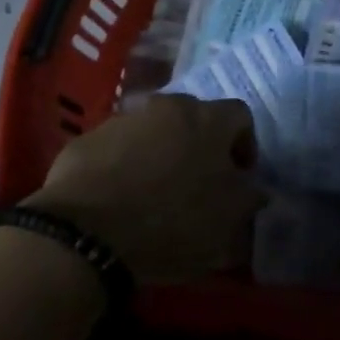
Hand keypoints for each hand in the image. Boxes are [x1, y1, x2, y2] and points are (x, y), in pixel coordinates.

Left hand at [28, 94, 264, 282]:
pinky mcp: (88, 139)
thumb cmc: (172, 222)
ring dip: (160, 153)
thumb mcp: (227, 222)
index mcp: (208, 119)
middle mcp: (168, 106)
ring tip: (153, 193)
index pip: (241, 115)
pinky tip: (117, 199)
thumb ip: (248, 198)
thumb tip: (253, 188)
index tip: (240, 178)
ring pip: (153, 130)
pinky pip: (117, 148)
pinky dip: (124, 165)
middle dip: (200, 145)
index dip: (245, 145)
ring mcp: (124, 119)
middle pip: (194, 117)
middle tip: (197, 184)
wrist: (86, 232)